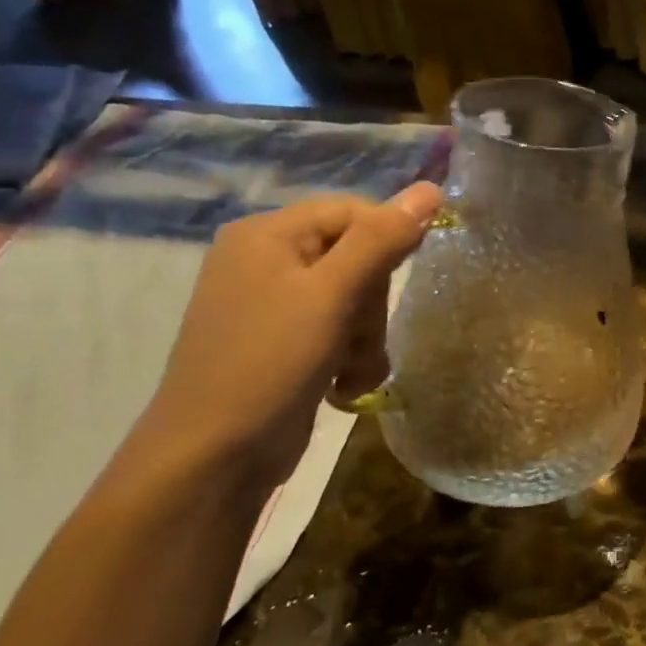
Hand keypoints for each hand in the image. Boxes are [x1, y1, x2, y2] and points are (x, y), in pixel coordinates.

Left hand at [137, 184, 440, 486]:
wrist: (214, 457)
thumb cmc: (269, 363)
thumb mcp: (331, 296)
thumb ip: (381, 240)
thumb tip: (432, 188)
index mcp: (267, 234)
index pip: (353, 212)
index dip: (387, 242)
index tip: (403, 281)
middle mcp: (267, 261)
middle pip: (357, 259)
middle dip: (371, 305)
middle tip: (359, 338)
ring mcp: (273, 305)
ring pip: (354, 302)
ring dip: (365, 340)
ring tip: (350, 373)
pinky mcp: (283, 344)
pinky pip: (337, 333)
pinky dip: (349, 360)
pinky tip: (341, 387)